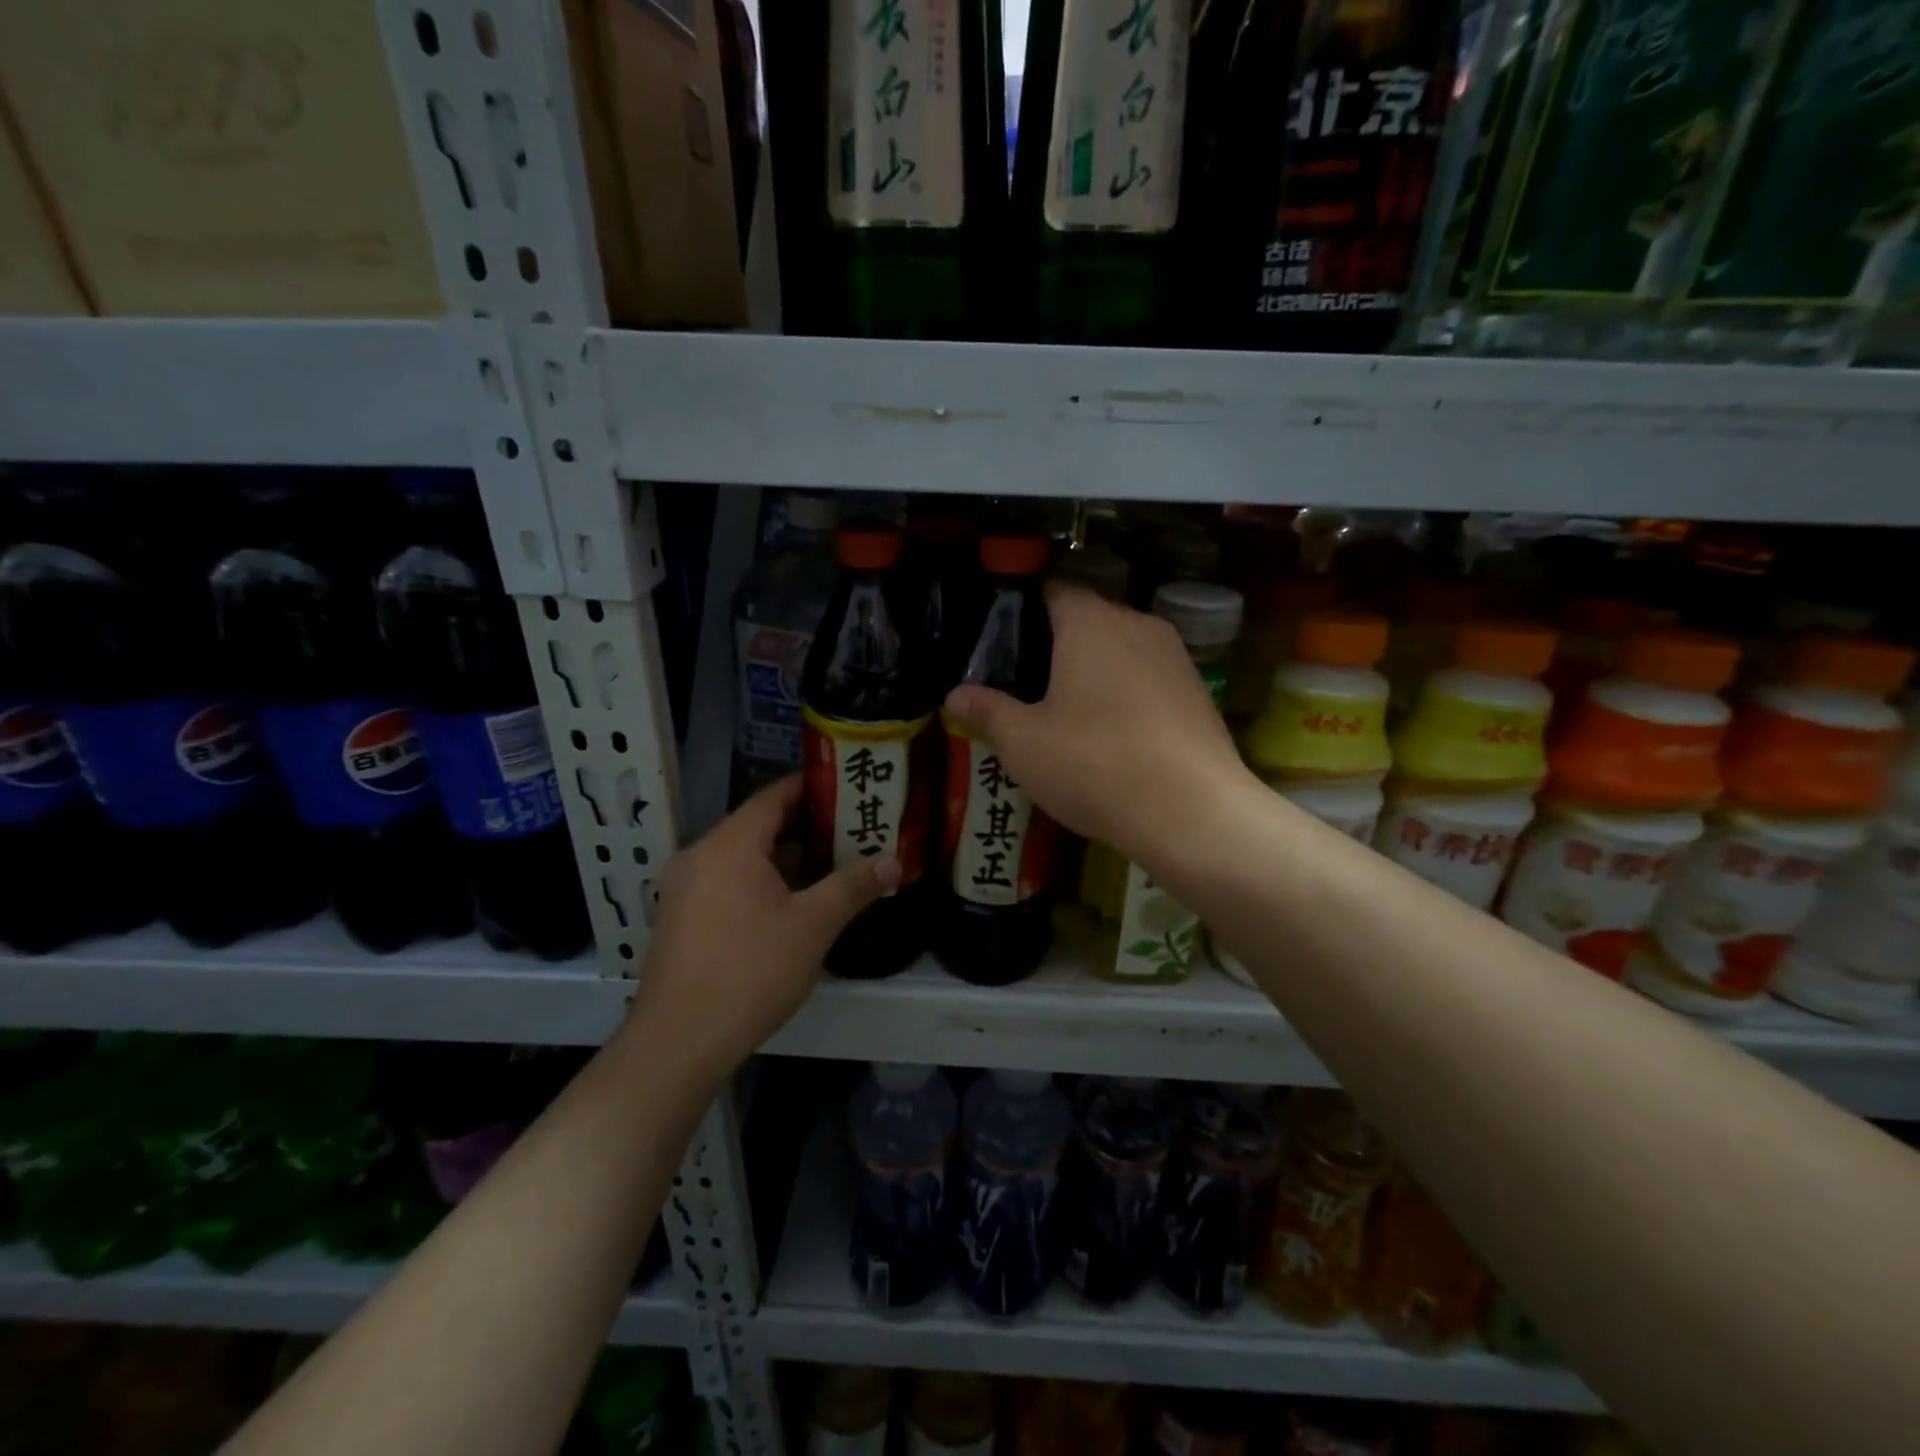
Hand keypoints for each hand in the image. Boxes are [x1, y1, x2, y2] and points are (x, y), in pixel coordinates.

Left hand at [631, 776, 898, 1079]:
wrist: (680, 1041)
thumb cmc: (751, 970)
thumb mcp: (813, 925)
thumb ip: (853, 886)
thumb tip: (894, 862)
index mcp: (729, 845)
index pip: (772, 797)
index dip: (809, 787)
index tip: (844, 786)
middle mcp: (700, 855)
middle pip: (757, 826)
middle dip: (804, 826)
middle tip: (850, 827)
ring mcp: (683, 888)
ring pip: (741, 857)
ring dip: (783, 857)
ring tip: (831, 862)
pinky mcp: (680, 918)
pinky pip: (726, 881)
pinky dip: (759, 880)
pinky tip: (792, 902)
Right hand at [943, 581, 1248, 867]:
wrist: (1194, 813)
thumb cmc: (1096, 765)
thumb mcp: (1024, 744)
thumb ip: (987, 712)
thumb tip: (954, 696)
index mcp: (1090, 622)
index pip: (1053, 590)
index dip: (1024, 609)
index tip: (1002, 641)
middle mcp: (1137, 624)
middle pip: (1089, 619)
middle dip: (1057, 644)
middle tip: (1026, 685)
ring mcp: (1176, 657)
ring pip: (1122, 650)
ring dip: (1095, 671)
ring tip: (1068, 712)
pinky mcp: (1199, 692)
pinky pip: (1149, 679)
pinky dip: (1127, 694)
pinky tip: (1114, 736)